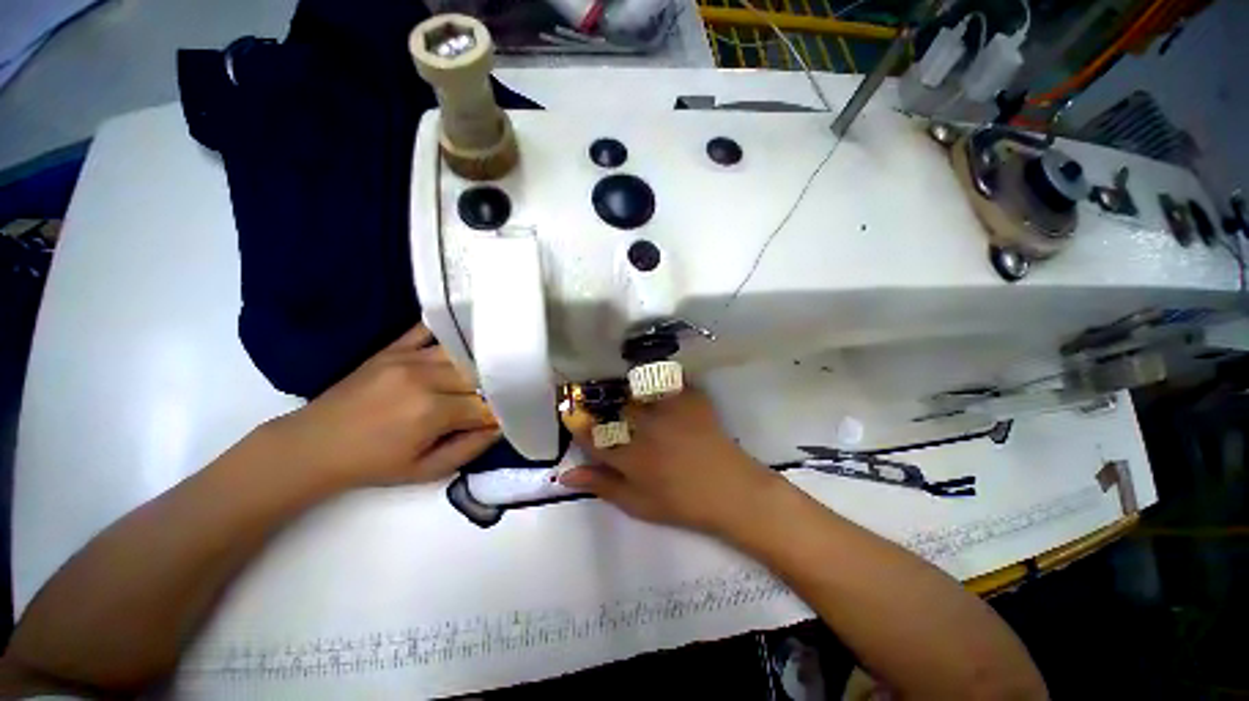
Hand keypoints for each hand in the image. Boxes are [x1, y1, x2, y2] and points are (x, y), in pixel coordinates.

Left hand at [264, 324, 499, 488]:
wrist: (313, 445)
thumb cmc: (373, 464)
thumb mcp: (426, 470)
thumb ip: (470, 448)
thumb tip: (501, 426)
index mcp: (431, 412)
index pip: (484, 404)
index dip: (498, 412)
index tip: (503, 417)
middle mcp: (424, 378)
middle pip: (477, 375)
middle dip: (491, 388)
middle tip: (495, 397)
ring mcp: (407, 358)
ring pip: (461, 354)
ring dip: (476, 365)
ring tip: (483, 374)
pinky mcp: (392, 348)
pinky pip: (428, 330)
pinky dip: (449, 333)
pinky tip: (463, 340)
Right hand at [559, 388, 782, 533]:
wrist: (732, 491)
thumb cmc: (683, 503)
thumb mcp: (637, 504)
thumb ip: (601, 486)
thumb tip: (565, 475)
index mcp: (632, 457)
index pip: (593, 437)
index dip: (577, 424)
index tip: (569, 412)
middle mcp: (647, 429)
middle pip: (616, 408)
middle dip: (605, 402)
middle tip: (604, 401)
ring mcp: (671, 411)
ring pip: (640, 388)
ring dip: (631, 387)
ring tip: (630, 388)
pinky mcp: (692, 400)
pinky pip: (671, 379)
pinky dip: (663, 378)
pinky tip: (660, 381)